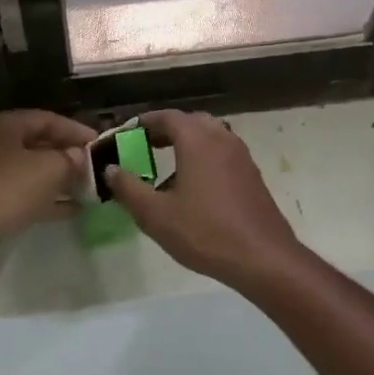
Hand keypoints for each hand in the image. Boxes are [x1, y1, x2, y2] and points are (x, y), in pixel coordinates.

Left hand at [0, 110, 94, 271]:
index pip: (48, 119)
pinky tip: (73, 210)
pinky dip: (48, 199)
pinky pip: (25, 194)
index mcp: (6, 125)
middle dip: (69, 155)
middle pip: (39, 144)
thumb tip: (80, 156)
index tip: (101, 143)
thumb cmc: (8, 188)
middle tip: (96, 166)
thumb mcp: (49, 168)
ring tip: (90, 188)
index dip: (76, 130)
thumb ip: (71, 159)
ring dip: (60, 179)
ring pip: (32, 170)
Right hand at [102, 110, 311, 292]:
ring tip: (166, 170)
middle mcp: (221, 139)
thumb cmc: (205, 232)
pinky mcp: (252, 176)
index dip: (145, 122)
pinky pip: (222, 155)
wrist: (263, 258)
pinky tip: (193, 190)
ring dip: (187, 145)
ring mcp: (241, 157)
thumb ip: (129, 188)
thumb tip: (111, 169)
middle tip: (145, 147)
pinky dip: (204, 159)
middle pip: (191, 122)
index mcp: (197, 140)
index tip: (127, 134)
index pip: (167, 117)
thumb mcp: (155, 215)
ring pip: (210, 137)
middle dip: (167, 131)